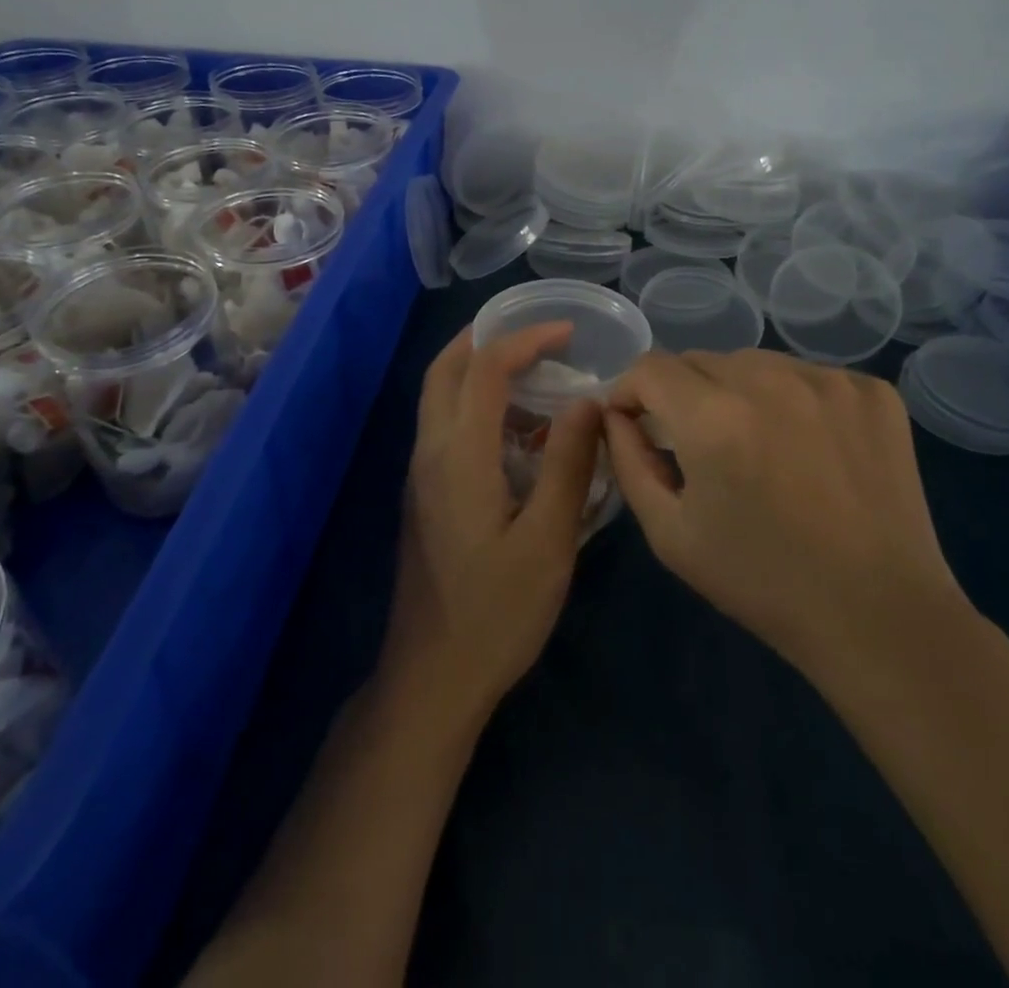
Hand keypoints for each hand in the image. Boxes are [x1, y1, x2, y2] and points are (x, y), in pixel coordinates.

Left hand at [380, 322, 604, 728]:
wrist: (432, 676)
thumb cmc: (497, 612)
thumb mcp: (547, 540)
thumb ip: (567, 464)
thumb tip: (588, 400)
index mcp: (460, 455)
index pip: (485, 369)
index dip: (525, 339)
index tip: (568, 332)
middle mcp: (430, 452)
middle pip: (445, 370)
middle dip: (487, 339)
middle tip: (537, 337)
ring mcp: (421, 473)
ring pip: (440, 397)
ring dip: (479, 372)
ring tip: (534, 376)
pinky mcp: (424, 494)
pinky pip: (445, 426)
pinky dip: (476, 405)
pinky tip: (517, 432)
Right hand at [603, 350, 969, 678]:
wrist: (878, 617)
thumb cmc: (761, 582)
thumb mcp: (669, 533)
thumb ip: (628, 461)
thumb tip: (615, 416)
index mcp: (713, 417)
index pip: (649, 366)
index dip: (631, 391)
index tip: (636, 422)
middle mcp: (770, 380)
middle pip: (700, 360)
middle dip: (682, 394)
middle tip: (697, 444)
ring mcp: (829, 380)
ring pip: (754, 363)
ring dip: (738, 392)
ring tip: (756, 444)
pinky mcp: (872, 392)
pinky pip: (807, 375)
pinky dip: (792, 399)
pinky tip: (807, 447)